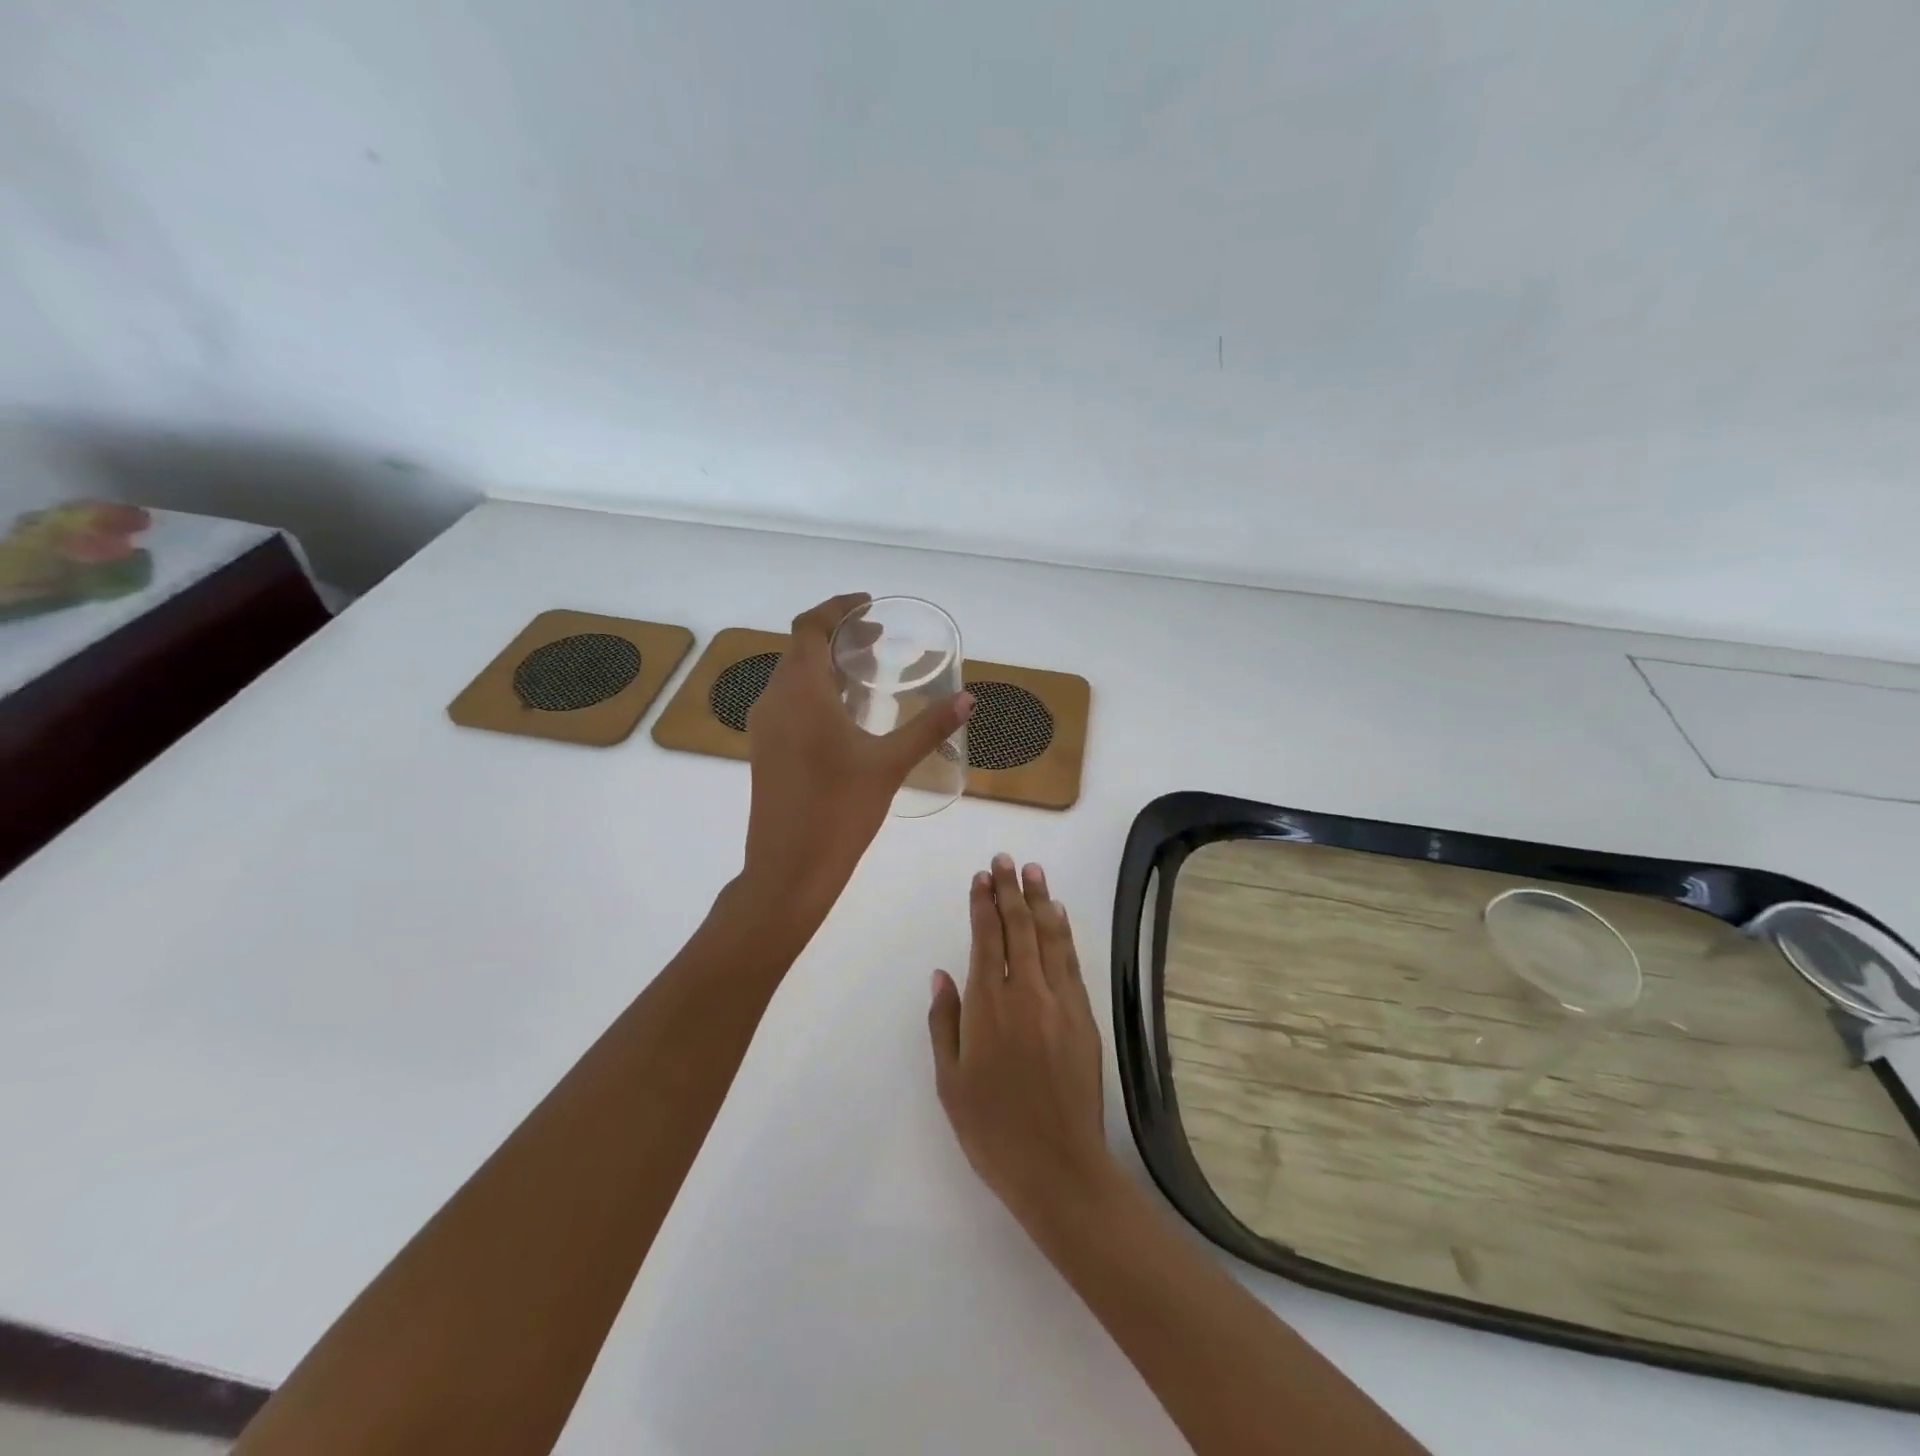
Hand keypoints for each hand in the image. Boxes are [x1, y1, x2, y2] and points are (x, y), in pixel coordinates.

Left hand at [743, 593, 972, 913]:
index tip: (870, 605)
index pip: (810, 626)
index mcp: (800, 692)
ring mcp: (764, 727)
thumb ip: (929, 727)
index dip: (838, 608)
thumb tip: (968, 699)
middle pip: (800, 648)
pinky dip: (815, 691)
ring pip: (792, 676)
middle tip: (877, 640)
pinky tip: (845, 715)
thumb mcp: (890, 764)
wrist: (788, 869)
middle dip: (837, 635)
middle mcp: (774, 699)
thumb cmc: (840, 811)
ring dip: (824, 664)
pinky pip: (788, 702)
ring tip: (866, 673)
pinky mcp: (764, 750)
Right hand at [928, 855, 1118, 1234]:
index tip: (981, 878)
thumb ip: (945, 1022)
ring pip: (1048, 938)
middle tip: (1005, 860)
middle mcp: (1025, 992)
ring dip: (1040, 901)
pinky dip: (1063, 934)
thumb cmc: (992, 1129)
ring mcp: (1059, 1002)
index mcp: (987, 1006)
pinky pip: (1071, 962)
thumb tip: (942, 974)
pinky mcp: (1083, 1016)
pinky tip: (1059, 916)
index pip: (985, 939)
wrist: (1057, 1166)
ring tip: (1033, 872)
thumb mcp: (950, 1081)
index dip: (983, 904)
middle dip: (1010, 890)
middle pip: (1018, 928)